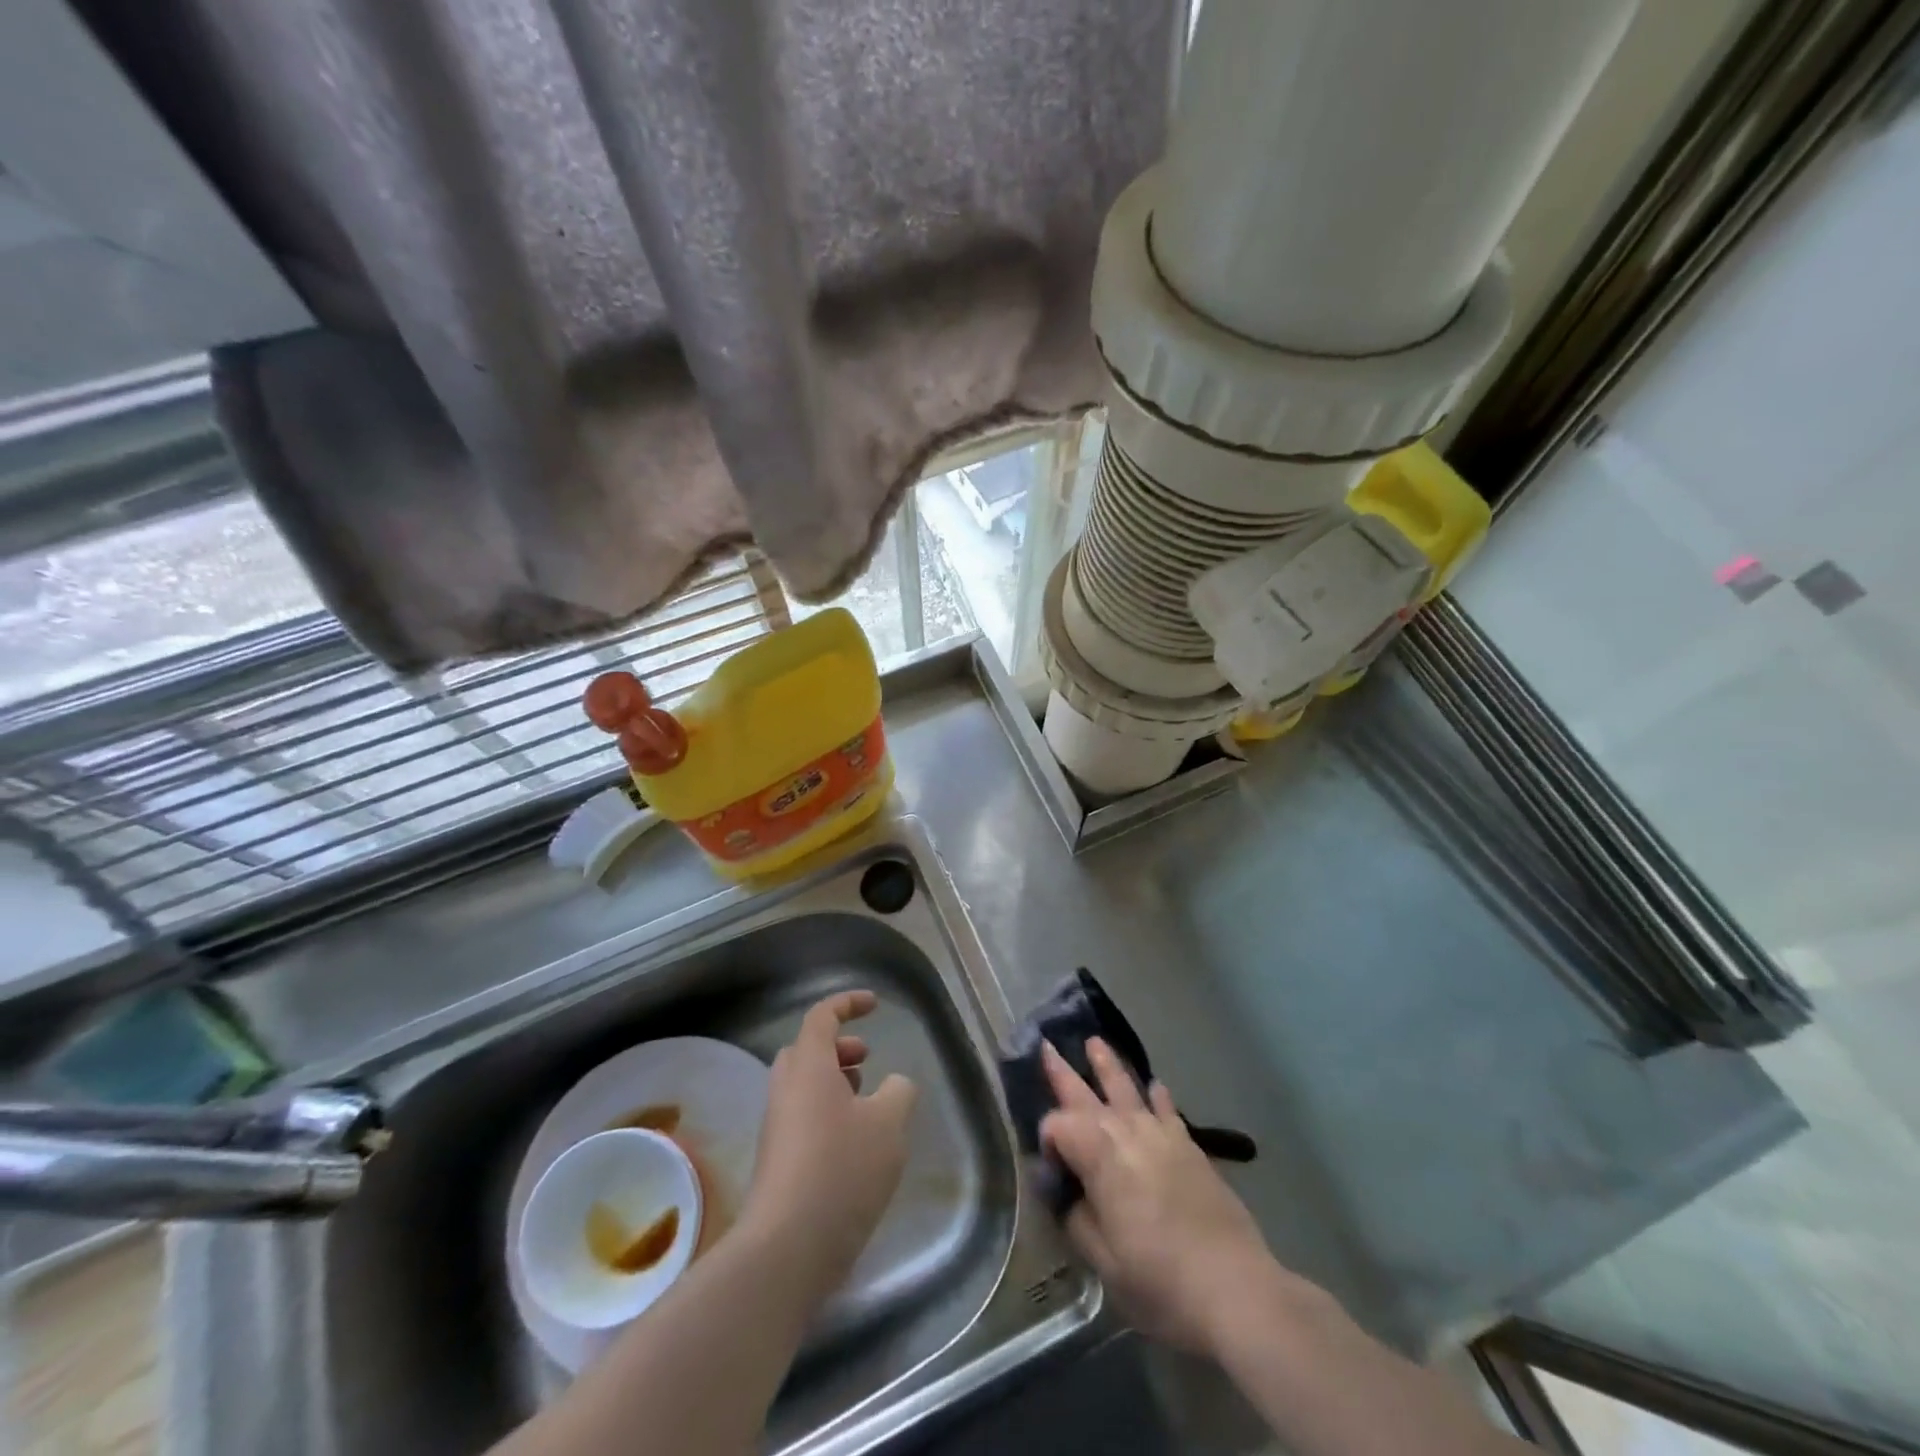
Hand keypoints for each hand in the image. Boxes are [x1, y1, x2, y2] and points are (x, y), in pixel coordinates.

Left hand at [741, 991, 917, 1303]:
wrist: (787, 1248)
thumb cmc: (841, 1170)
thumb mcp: (889, 1124)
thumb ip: (899, 1092)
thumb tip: (894, 1085)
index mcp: (808, 1066)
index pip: (822, 1016)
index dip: (848, 1003)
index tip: (875, 1005)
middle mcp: (785, 1089)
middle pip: (807, 1050)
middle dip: (838, 1047)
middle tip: (867, 1059)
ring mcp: (776, 1127)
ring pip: (803, 1085)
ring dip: (834, 1081)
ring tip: (867, 1102)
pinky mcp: (777, 1161)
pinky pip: (802, 1117)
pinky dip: (827, 1113)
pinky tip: (855, 1145)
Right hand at [1040, 1038, 1280, 1357]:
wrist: (1235, 1287)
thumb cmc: (1160, 1279)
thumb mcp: (1104, 1261)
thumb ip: (1076, 1217)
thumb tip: (1065, 1191)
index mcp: (1098, 1154)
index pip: (1058, 1126)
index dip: (1047, 1143)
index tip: (1050, 1174)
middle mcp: (1126, 1131)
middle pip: (1086, 1093)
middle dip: (1063, 1072)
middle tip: (1046, 1045)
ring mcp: (1161, 1134)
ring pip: (1127, 1088)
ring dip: (1108, 1065)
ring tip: (1095, 1043)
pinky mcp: (1189, 1146)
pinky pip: (1166, 1108)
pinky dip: (1156, 1094)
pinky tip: (1153, 1085)